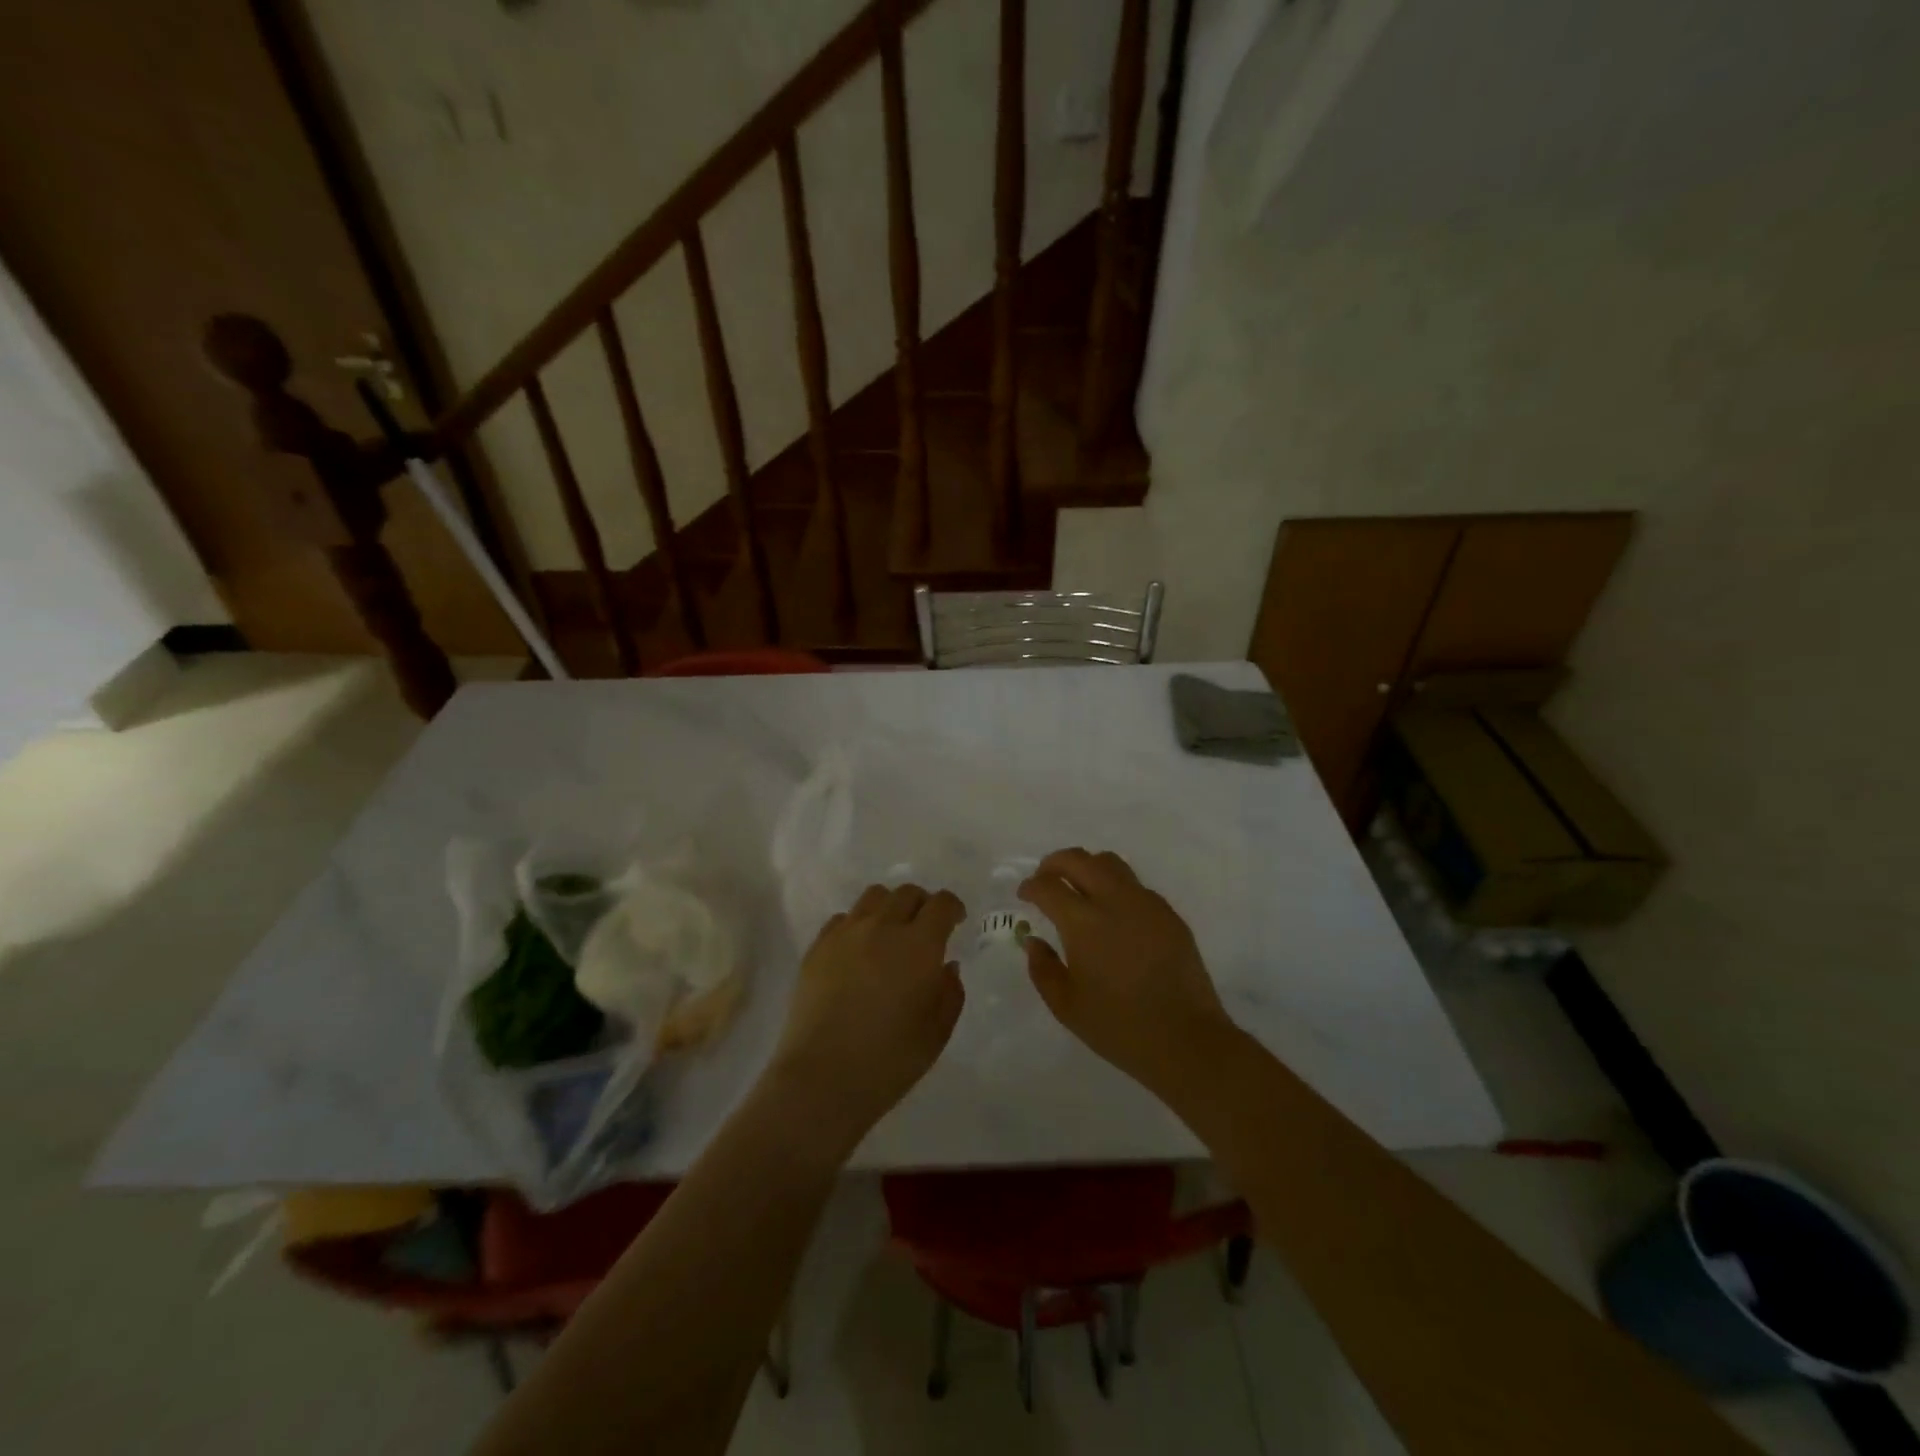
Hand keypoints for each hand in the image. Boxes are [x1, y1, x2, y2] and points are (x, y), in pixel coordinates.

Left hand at [765, 884, 965, 1156]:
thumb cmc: (890, 1059)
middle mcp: (883, 927)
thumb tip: (946, 966)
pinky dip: (857, 925)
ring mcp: (845, 934)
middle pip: (907, 893)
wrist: (823, 1077)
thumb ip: (950, 992)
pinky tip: (858, 951)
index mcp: (919, 945)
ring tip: (890, 933)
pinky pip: (842, 918)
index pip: (941, 904)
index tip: (956, 921)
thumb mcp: (938, 1032)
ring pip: (873, 897)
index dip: (953, 907)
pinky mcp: (817, 947)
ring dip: (889, 907)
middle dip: (922, 905)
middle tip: (925, 929)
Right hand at [1019, 848, 1233, 1094]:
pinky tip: (1113, 914)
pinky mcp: (1169, 914)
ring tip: (1079, 888)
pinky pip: (1135, 886)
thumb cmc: (1119, 1027)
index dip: (1031, 886)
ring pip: (1110, 863)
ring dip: (1087, 867)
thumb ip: (1042, 968)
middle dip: (1055, 863)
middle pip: (1079, 859)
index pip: (1049, 886)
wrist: (1186, 1040)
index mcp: (1084, 923)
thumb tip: (1033, 941)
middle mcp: (1114, 901)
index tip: (1024, 894)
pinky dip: (1115, 887)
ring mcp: (1146, 904)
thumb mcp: (1066, 1006)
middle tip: (1045, 878)